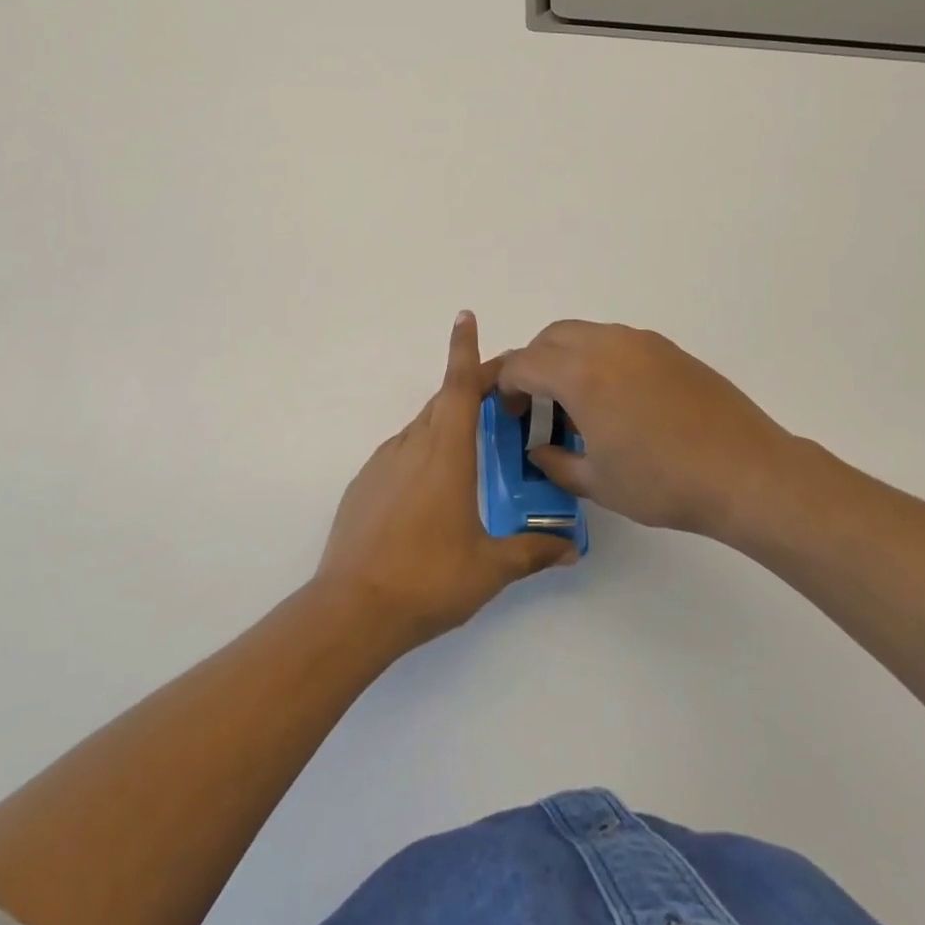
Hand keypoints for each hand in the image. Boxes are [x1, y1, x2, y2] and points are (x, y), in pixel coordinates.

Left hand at [316, 311, 577, 647]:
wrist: (352, 608)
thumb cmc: (428, 579)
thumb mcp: (489, 568)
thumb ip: (532, 550)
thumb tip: (571, 547)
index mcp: (445, 453)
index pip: (459, 386)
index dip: (464, 349)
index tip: (465, 315)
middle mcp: (412, 446)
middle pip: (443, 402)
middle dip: (470, 388)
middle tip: (502, 396)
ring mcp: (382, 463)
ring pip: (421, 428)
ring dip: (447, 424)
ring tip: (473, 450)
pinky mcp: (364, 484)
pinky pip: (400, 454)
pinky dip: (422, 453)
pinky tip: (432, 492)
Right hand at [498, 320, 801, 538]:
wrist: (745, 472)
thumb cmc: (663, 482)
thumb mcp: (598, 482)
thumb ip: (556, 463)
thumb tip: (538, 451)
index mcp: (579, 374)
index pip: (523, 364)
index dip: (504, 384)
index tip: (508, 410)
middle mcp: (606, 344)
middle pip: (550, 337)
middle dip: (532, 364)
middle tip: (535, 403)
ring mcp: (641, 342)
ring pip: (585, 333)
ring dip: (566, 358)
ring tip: (576, 402)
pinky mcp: (668, 349)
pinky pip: (617, 342)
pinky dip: (599, 359)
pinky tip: (616, 400)